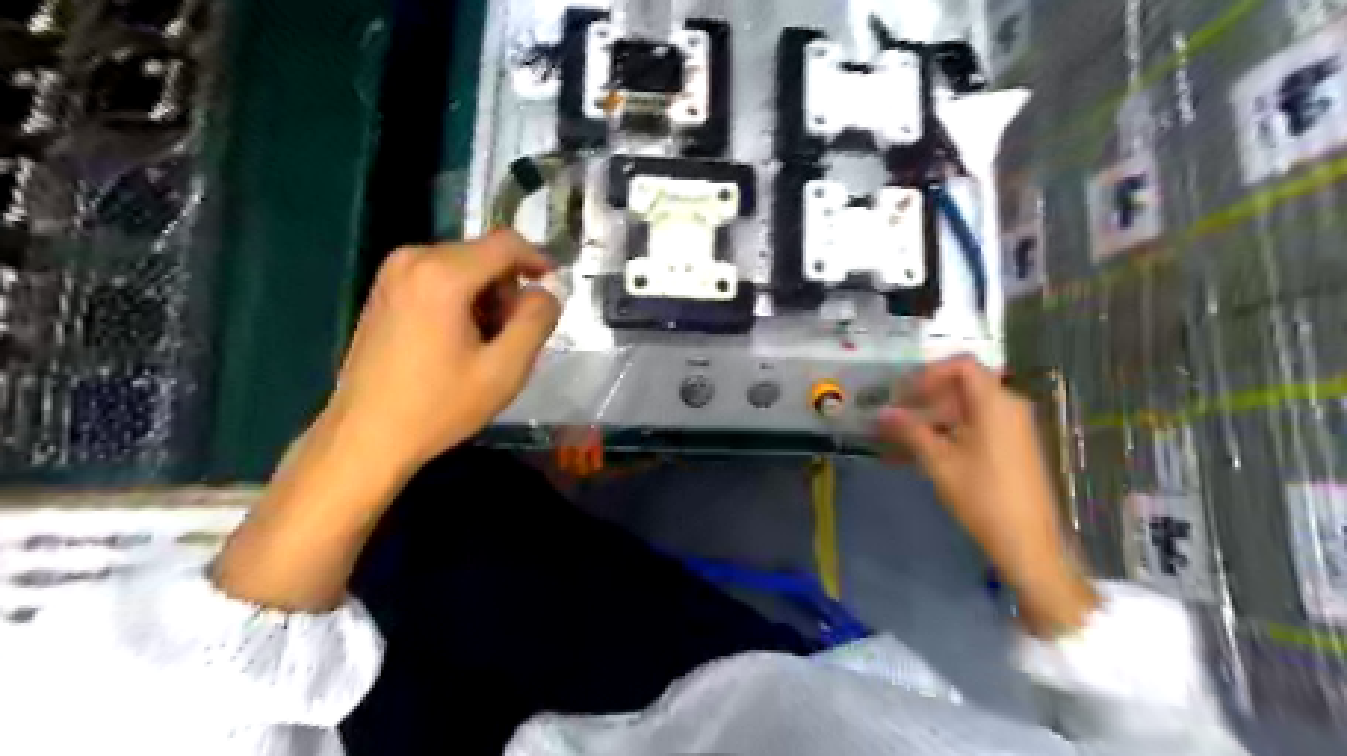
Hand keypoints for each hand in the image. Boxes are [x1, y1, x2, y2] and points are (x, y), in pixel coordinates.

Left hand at [319, 231, 558, 478]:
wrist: (367, 435)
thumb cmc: (439, 405)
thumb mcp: (505, 369)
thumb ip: (536, 321)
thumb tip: (546, 293)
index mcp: (443, 274)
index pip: (506, 244)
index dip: (537, 259)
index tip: (555, 286)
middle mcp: (413, 259)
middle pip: (483, 254)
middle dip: (508, 288)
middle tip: (513, 334)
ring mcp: (393, 273)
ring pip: (463, 266)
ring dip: (486, 296)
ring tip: (485, 343)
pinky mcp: (384, 290)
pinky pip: (439, 277)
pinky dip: (461, 299)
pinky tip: (458, 340)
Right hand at [880, 358, 1099, 634]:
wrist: (1027, 541)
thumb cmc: (982, 496)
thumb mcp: (939, 461)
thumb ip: (910, 430)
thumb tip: (883, 412)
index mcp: (995, 402)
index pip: (961, 365)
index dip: (928, 374)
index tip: (902, 394)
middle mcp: (1009, 406)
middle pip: (964, 384)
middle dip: (927, 396)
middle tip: (898, 414)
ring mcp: (1014, 426)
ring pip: (969, 406)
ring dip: (936, 415)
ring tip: (905, 436)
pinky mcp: (1014, 445)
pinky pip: (979, 424)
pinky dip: (952, 429)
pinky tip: (928, 450)